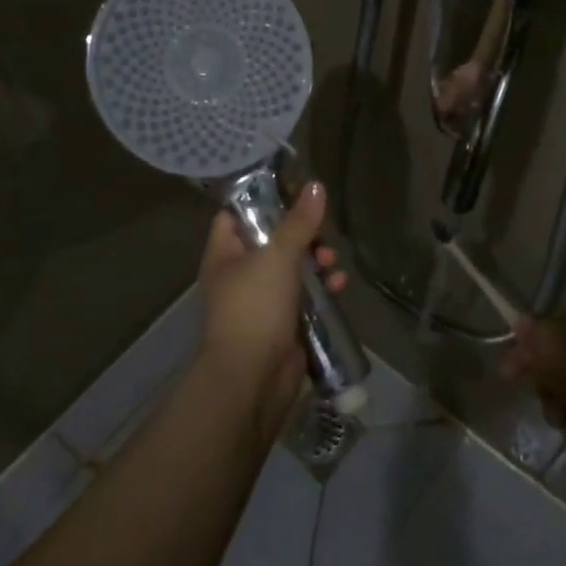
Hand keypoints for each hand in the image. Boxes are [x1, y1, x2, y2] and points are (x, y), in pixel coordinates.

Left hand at [197, 181, 346, 435]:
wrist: (252, 379)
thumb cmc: (255, 307)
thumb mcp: (278, 256)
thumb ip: (299, 222)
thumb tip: (316, 185)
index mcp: (225, 254)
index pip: (236, 214)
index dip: (261, 200)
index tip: (293, 190)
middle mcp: (240, 274)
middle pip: (273, 240)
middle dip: (302, 234)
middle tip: (323, 233)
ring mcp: (261, 301)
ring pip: (293, 268)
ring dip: (317, 262)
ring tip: (332, 263)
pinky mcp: (283, 323)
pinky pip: (305, 297)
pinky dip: (323, 289)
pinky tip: (340, 285)